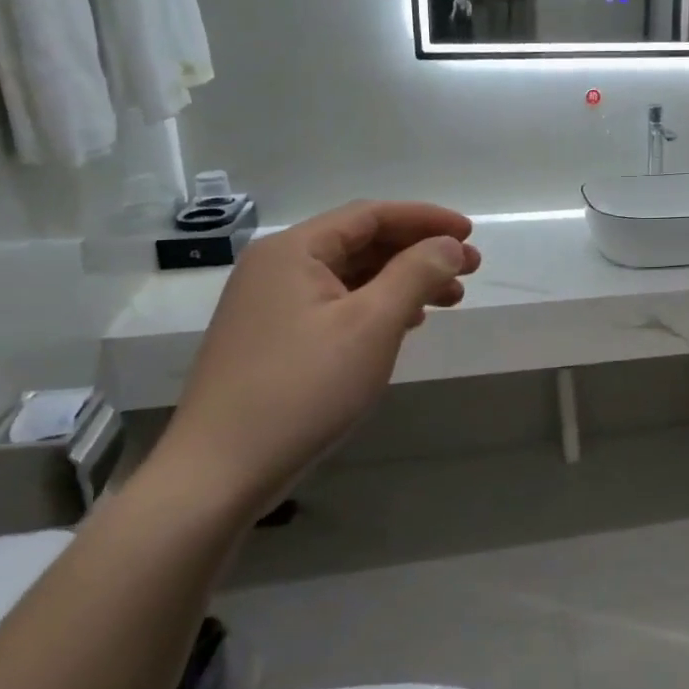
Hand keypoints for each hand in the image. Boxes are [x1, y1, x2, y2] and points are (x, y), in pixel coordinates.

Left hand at [156, 201, 481, 518]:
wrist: (219, 473)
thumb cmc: (303, 389)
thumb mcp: (372, 325)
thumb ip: (415, 274)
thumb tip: (448, 245)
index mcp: (294, 251)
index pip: (371, 215)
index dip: (426, 219)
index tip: (469, 233)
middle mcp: (277, 267)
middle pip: (361, 243)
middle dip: (420, 252)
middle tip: (470, 269)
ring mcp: (270, 305)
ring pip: (351, 277)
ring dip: (403, 281)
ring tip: (449, 299)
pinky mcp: (273, 340)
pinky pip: (336, 305)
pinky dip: (376, 307)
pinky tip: (405, 324)